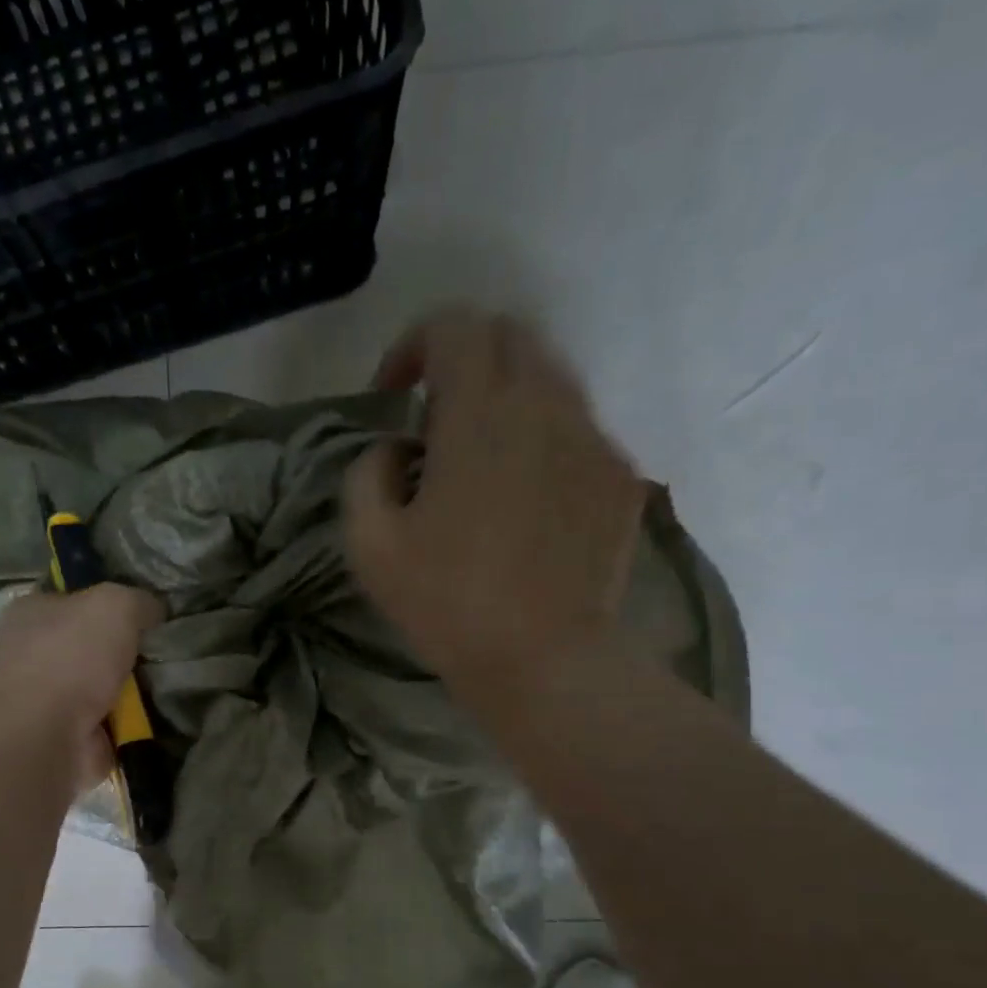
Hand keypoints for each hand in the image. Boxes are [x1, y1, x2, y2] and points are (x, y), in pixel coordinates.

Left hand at [0, 584, 165, 787]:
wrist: (49, 733)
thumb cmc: (73, 655)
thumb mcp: (116, 604)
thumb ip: (139, 601)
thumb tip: (154, 611)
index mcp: (31, 611)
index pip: (73, 597)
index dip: (108, 600)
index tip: (143, 610)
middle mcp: (32, 651)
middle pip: (90, 642)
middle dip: (123, 648)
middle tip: (160, 648)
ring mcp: (46, 696)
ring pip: (102, 682)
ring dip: (132, 686)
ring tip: (166, 681)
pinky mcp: (65, 732)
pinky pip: (109, 718)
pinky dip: (131, 719)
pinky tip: (156, 712)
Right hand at [343, 307, 645, 694]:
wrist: (546, 661)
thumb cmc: (447, 604)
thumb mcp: (369, 544)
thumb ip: (366, 473)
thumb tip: (395, 450)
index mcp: (479, 415)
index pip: (454, 325)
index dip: (413, 345)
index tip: (394, 397)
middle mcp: (545, 406)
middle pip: (509, 334)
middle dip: (462, 358)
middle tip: (433, 418)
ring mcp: (593, 438)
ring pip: (550, 377)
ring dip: (505, 396)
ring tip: (479, 457)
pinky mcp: (620, 475)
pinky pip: (577, 427)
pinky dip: (541, 437)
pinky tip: (524, 496)